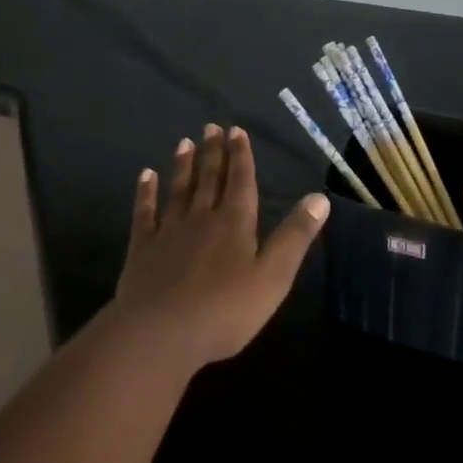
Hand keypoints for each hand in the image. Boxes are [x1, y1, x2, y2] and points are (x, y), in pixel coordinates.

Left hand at [112, 124, 330, 372]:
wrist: (160, 334)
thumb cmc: (224, 310)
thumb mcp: (273, 277)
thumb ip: (295, 236)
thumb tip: (320, 198)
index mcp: (235, 222)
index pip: (241, 181)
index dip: (241, 155)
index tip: (236, 130)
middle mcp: (202, 217)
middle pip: (209, 178)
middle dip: (212, 152)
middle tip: (211, 127)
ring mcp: (169, 231)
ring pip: (178, 190)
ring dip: (183, 165)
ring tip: (184, 142)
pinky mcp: (142, 249)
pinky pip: (144, 213)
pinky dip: (145, 193)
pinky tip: (145, 176)